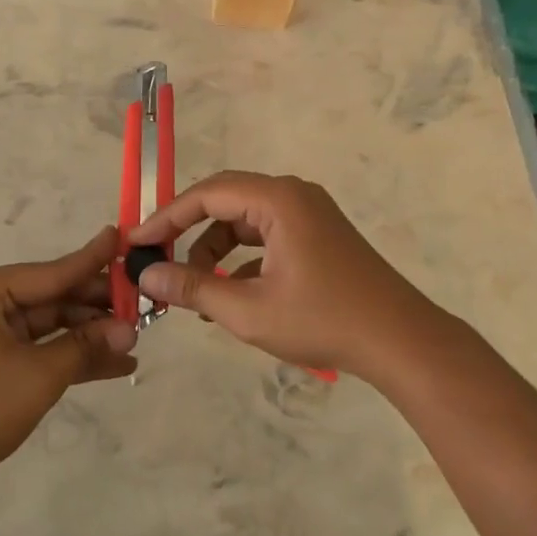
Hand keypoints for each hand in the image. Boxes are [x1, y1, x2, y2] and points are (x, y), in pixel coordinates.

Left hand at [0, 227, 137, 489]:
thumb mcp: (39, 374)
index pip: (51, 272)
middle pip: (51, 297)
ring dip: (88, 335)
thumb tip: (130, 330)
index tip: (123, 238)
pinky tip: (112, 364)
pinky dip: (68, 355)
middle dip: (96, 308)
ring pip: (48, 325)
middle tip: (142, 306)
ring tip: (135, 340)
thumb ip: (85, 345)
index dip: (92, 260)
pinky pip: (36, 348)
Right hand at [127, 172, 446, 382]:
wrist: (400, 340)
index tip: (136, 242)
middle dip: (188, 232)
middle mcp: (293, 195)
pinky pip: (266, 235)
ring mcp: (309, 213)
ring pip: (245, 221)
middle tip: (158, 261)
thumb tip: (146, 275)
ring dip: (215, 250)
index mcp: (278, 200)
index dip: (166, 217)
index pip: (207, 194)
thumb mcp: (248, 310)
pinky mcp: (318, 234)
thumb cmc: (322, 320)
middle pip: (225, 202)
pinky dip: (242, 259)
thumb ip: (192, 288)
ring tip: (195, 290)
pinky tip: (229, 294)